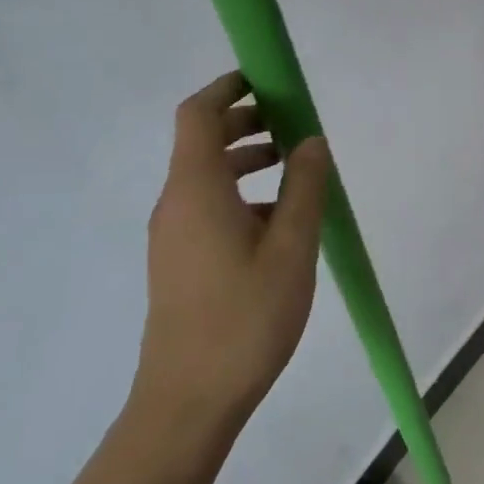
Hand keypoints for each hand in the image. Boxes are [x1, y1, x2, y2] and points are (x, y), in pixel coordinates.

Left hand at [132, 71, 332, 434]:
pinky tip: (278, 222)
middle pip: (202, 142)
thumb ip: (304, 187)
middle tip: (291, 124)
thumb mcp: (291, 248)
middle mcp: (175, 203)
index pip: (198, 114)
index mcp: (196, 189)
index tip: (266, 80)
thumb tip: (310, 141)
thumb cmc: (244, 318)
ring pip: (206, 177)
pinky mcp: (177, 262)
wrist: (187, 402)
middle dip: (246, 123)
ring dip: (245, 160)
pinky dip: (239, 194)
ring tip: (294, 169)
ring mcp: (172, 235)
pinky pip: (206, 207)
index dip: (227, 88)